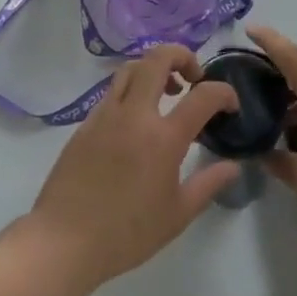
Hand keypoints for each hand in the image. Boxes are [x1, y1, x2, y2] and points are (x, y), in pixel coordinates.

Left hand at [24, 43, 241, 294]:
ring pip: (132, 67)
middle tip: (193, 78)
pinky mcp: (86, 122)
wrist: (64, 240)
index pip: (203, 96)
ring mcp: (106, 113)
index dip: (224, 92)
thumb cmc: (126, 233)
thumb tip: (232, 166)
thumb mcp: (177, 215)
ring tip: (166, 92)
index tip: (231, 104)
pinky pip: (113, 90)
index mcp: (163, 138)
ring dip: (154, 68)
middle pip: (158, 58)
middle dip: (182, 55)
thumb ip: (208, 184)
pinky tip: (136, 118)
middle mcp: (135, 114)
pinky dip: (132, 89)